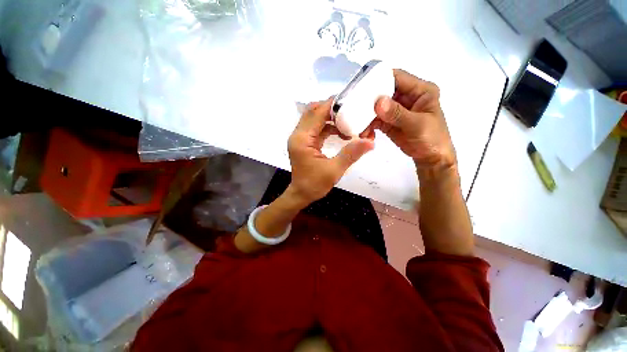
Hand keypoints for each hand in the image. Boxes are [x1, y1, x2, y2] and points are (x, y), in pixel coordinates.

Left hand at [288, 98, 373, 203]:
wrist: (301, 194)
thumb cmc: (314, 185)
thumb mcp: (334, 170)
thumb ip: (351, 154)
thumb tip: (370, 141)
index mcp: (302, 139)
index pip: (317, 113)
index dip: (333, 104)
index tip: (351, 100)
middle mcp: (298, 134)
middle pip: (314, 111)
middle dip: (332, 109)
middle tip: (351, 110)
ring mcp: (300, 138)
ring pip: (315, 119)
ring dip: (331, 118)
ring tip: (349, 122)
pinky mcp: (304, 142)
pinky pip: (316, 128)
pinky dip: (328, 127)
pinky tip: (341, 132)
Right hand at [362, 69, 455, 173]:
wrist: (430, 158)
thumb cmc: (432, 139)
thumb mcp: (417, 125)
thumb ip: (397, 114)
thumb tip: (378, 102)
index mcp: (419, 90)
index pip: (397, 77)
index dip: (379, 78)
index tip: (361, 86)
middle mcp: (406, 97)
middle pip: (383, 91)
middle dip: (369, 100)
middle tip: (355, 107)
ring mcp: (396, 110)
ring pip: (377, 107)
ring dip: (367, 116)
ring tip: (359, 126)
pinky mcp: (389, 121)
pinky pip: (375, 120)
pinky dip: (368, 126)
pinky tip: (365, 133)